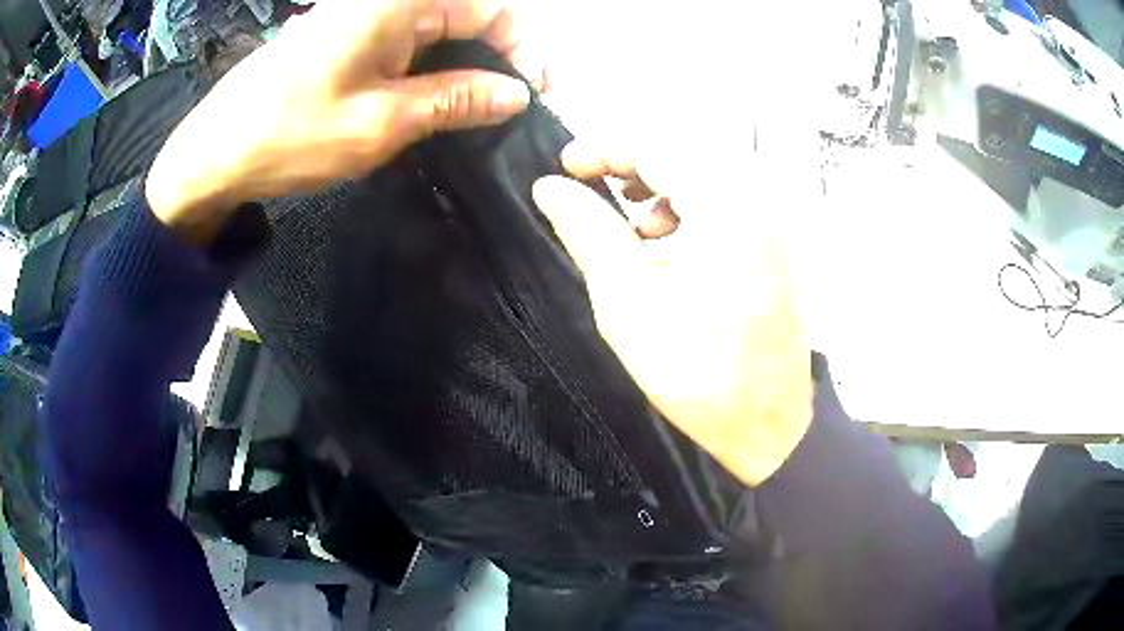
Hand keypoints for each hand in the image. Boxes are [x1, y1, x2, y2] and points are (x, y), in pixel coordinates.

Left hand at [147, 0, 541, 243]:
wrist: (214, 153)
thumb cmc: (293, 134)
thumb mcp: (383, 122)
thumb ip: (455, 100)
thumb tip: (516, 93)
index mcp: (399, 3)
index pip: (491, 9)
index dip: (524, 47)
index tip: (536, 94)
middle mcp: (384, 0)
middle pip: (464, 15)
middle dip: (496, 57)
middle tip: (506, 109)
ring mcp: (360, 16)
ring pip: (434, 31)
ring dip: (460, 67)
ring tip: (472, 113)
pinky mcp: (343, 37)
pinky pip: (403, 43)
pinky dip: (425, 70)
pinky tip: (426, 103)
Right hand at [533, 139, 814, 486]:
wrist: (767, 423)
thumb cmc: (698, 374)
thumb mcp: (628, 303)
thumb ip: (587, 232)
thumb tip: (548, 188)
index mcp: (728, 207)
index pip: (659, 144)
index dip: (605, 146)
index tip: (566, 166)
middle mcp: (760, 198)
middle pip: (684, 149)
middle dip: (631, 162)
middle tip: (592, 189)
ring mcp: (774, 217)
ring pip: (706, 169)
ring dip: (660, 183)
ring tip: (633, 225)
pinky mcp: (776, 237)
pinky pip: (726, 195)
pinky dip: (688, 203)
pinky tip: (669, 242)